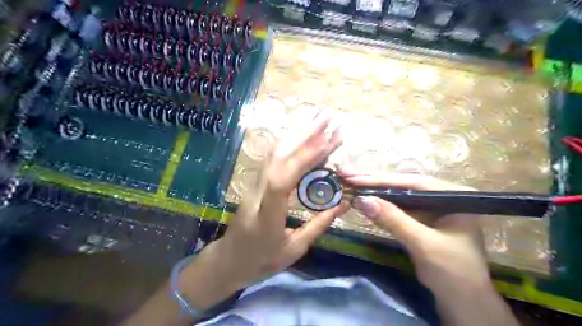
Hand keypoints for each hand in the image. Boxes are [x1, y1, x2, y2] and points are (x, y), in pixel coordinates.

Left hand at [210, 111, 347, 286]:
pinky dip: (291, 144)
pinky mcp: (256, 182)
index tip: (326, 143)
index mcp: (267, 215)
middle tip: (329, 118)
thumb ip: (318, 225)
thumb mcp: (294, 250)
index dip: (302, 160)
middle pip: (278, 158)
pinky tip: (304, 137)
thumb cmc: (261, 260)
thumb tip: (342, 204)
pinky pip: (274, 158)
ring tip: (320, 122)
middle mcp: (258, 194)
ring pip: (275, 153)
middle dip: (305, 135)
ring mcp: (254, 185)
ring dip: (298, 135)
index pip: (281, 182)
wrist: (229, 259)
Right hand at [345, 173, 489, 294]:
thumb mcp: (423, 243)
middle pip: (403, 185)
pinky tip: (365, 201)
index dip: (380, 179)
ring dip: (374, 191)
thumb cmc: (453, 272)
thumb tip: (361, 199)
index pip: (411, 182)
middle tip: (347, 174)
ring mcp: (431, 208)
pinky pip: (397, 208)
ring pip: (398, 195)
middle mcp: (441, 196)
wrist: (463, 302)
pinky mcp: (421, 219)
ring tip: (351, 183)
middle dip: (374, 181)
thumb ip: (394, 219)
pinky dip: (380, 206)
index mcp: (452, 195)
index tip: (353, 177)